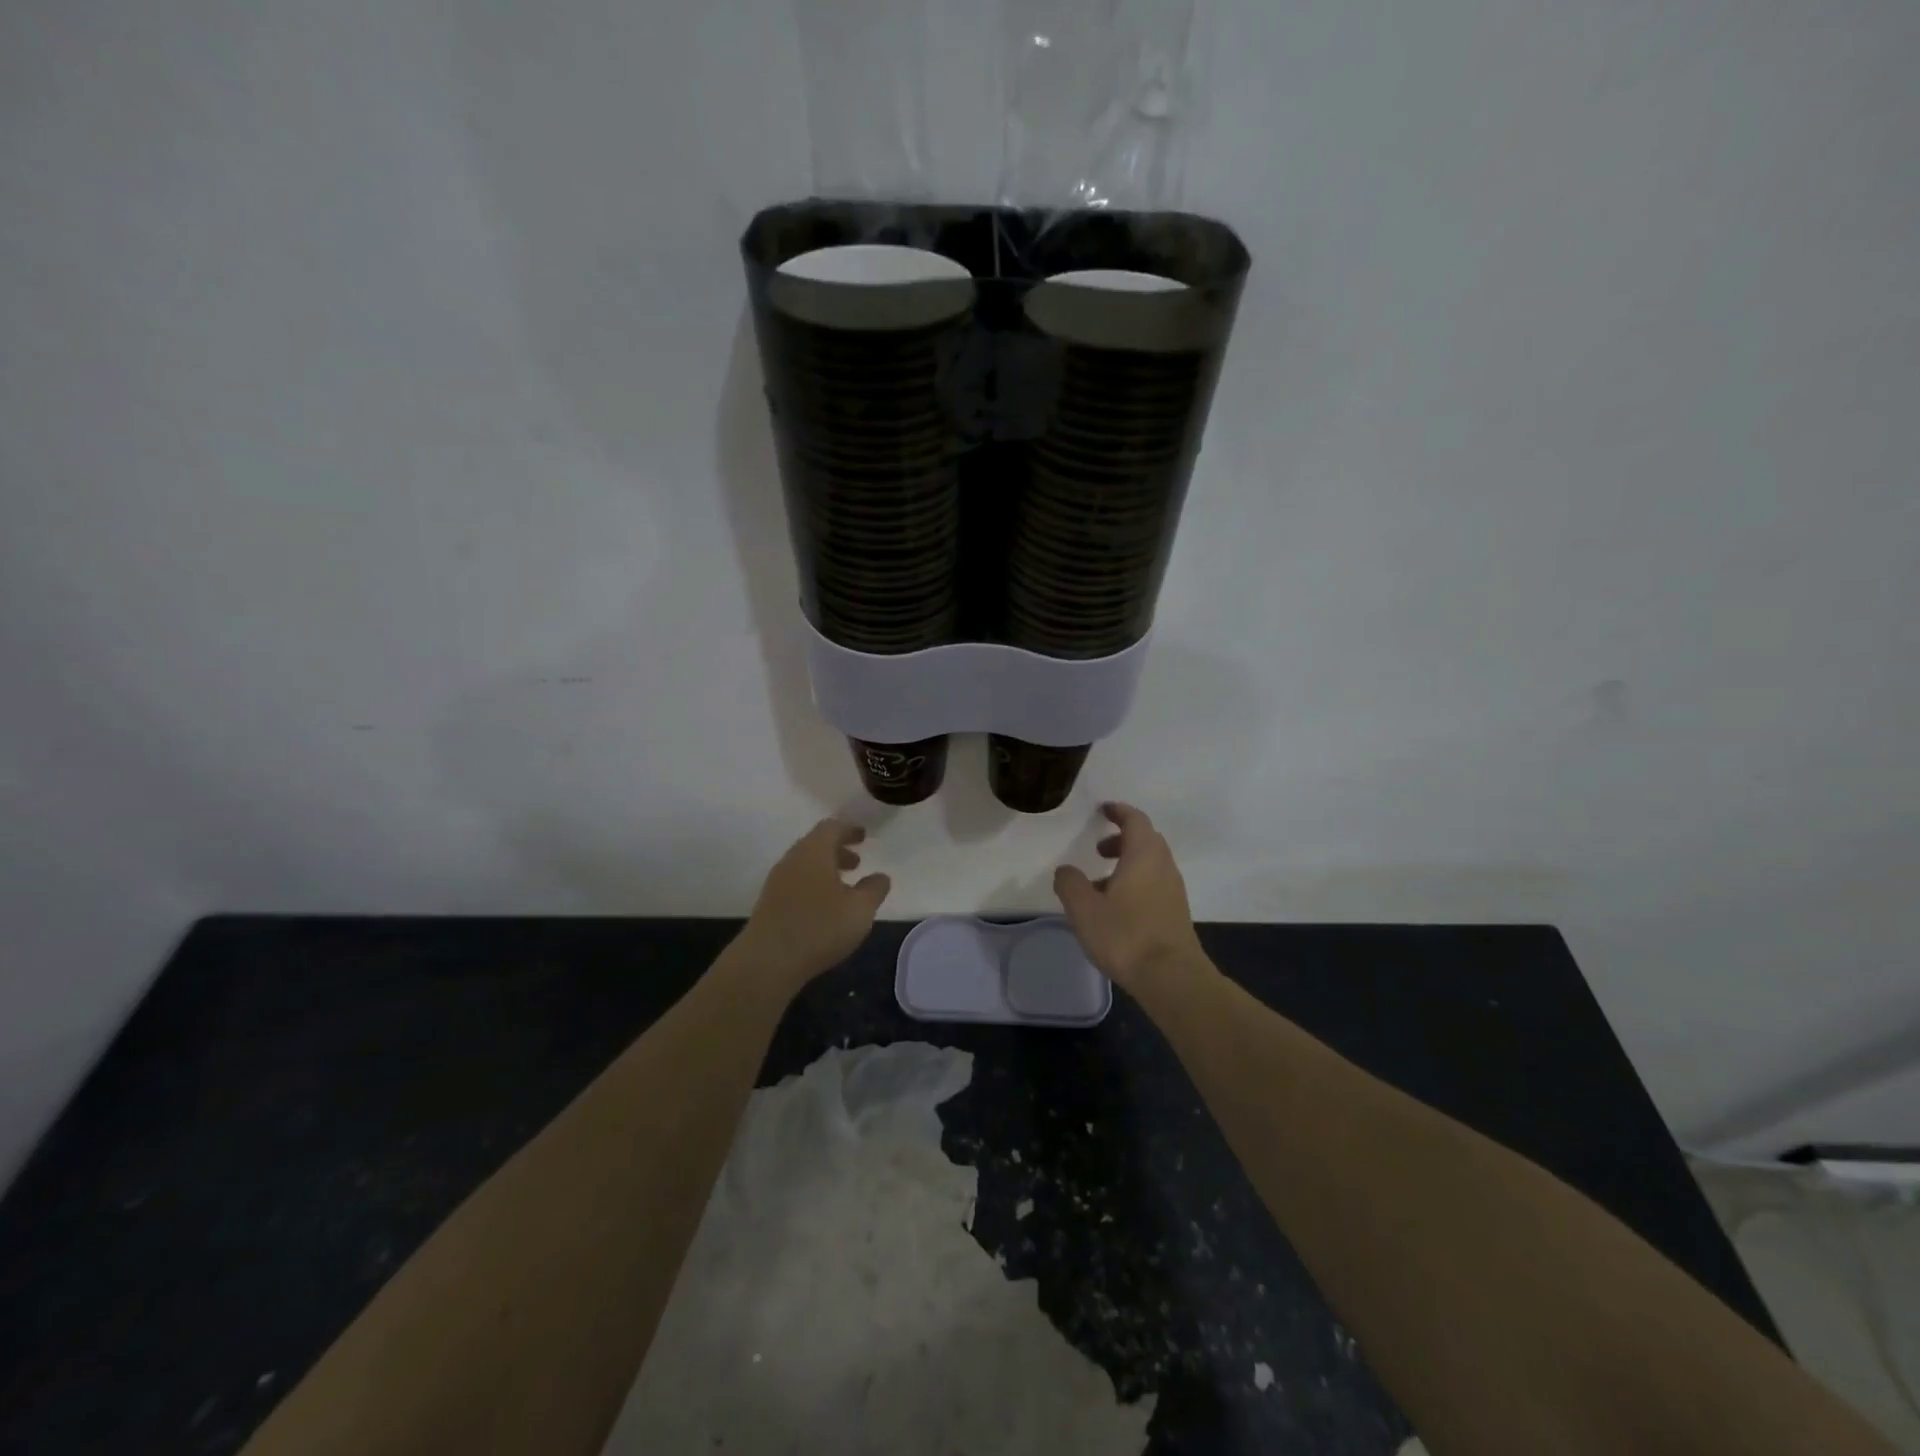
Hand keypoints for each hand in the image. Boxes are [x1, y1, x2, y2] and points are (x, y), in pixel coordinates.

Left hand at [738, 819, 890, 991]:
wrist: (767, 961)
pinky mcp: (769, 904)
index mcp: (814, 851)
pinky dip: (814, 885)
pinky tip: (825, 908)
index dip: (849, 829)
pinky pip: (796, 883)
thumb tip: (881, 877)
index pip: (831, 827)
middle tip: (857, 862)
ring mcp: (777, 882)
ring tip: (844, 888)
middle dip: (838, 850)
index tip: (863, 835)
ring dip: (825, 870)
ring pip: (805, 865)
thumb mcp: (859, 910)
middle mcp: (792, 860)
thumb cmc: (819, 927)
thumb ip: (874, 890)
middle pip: (815, 845)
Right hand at [1054, 802, 1205, 994]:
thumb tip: (1065, 870)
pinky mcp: (1176, 912)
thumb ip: (1070, 884)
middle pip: (1146, 840)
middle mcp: (1163, 866)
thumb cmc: (1126, 935)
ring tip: (1100, 883)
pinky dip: (1136, 882)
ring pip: (1151, 864)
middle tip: (1098, 849)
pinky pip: (1155, 884)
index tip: (1103, 810)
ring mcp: (1173, 890)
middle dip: (1122, 838)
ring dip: (1128, 863)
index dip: (1119, 811)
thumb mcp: (1084, 909)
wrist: (1172, 978)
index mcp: (1143, 855)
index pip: (1135, 820)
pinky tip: (1117, 907)